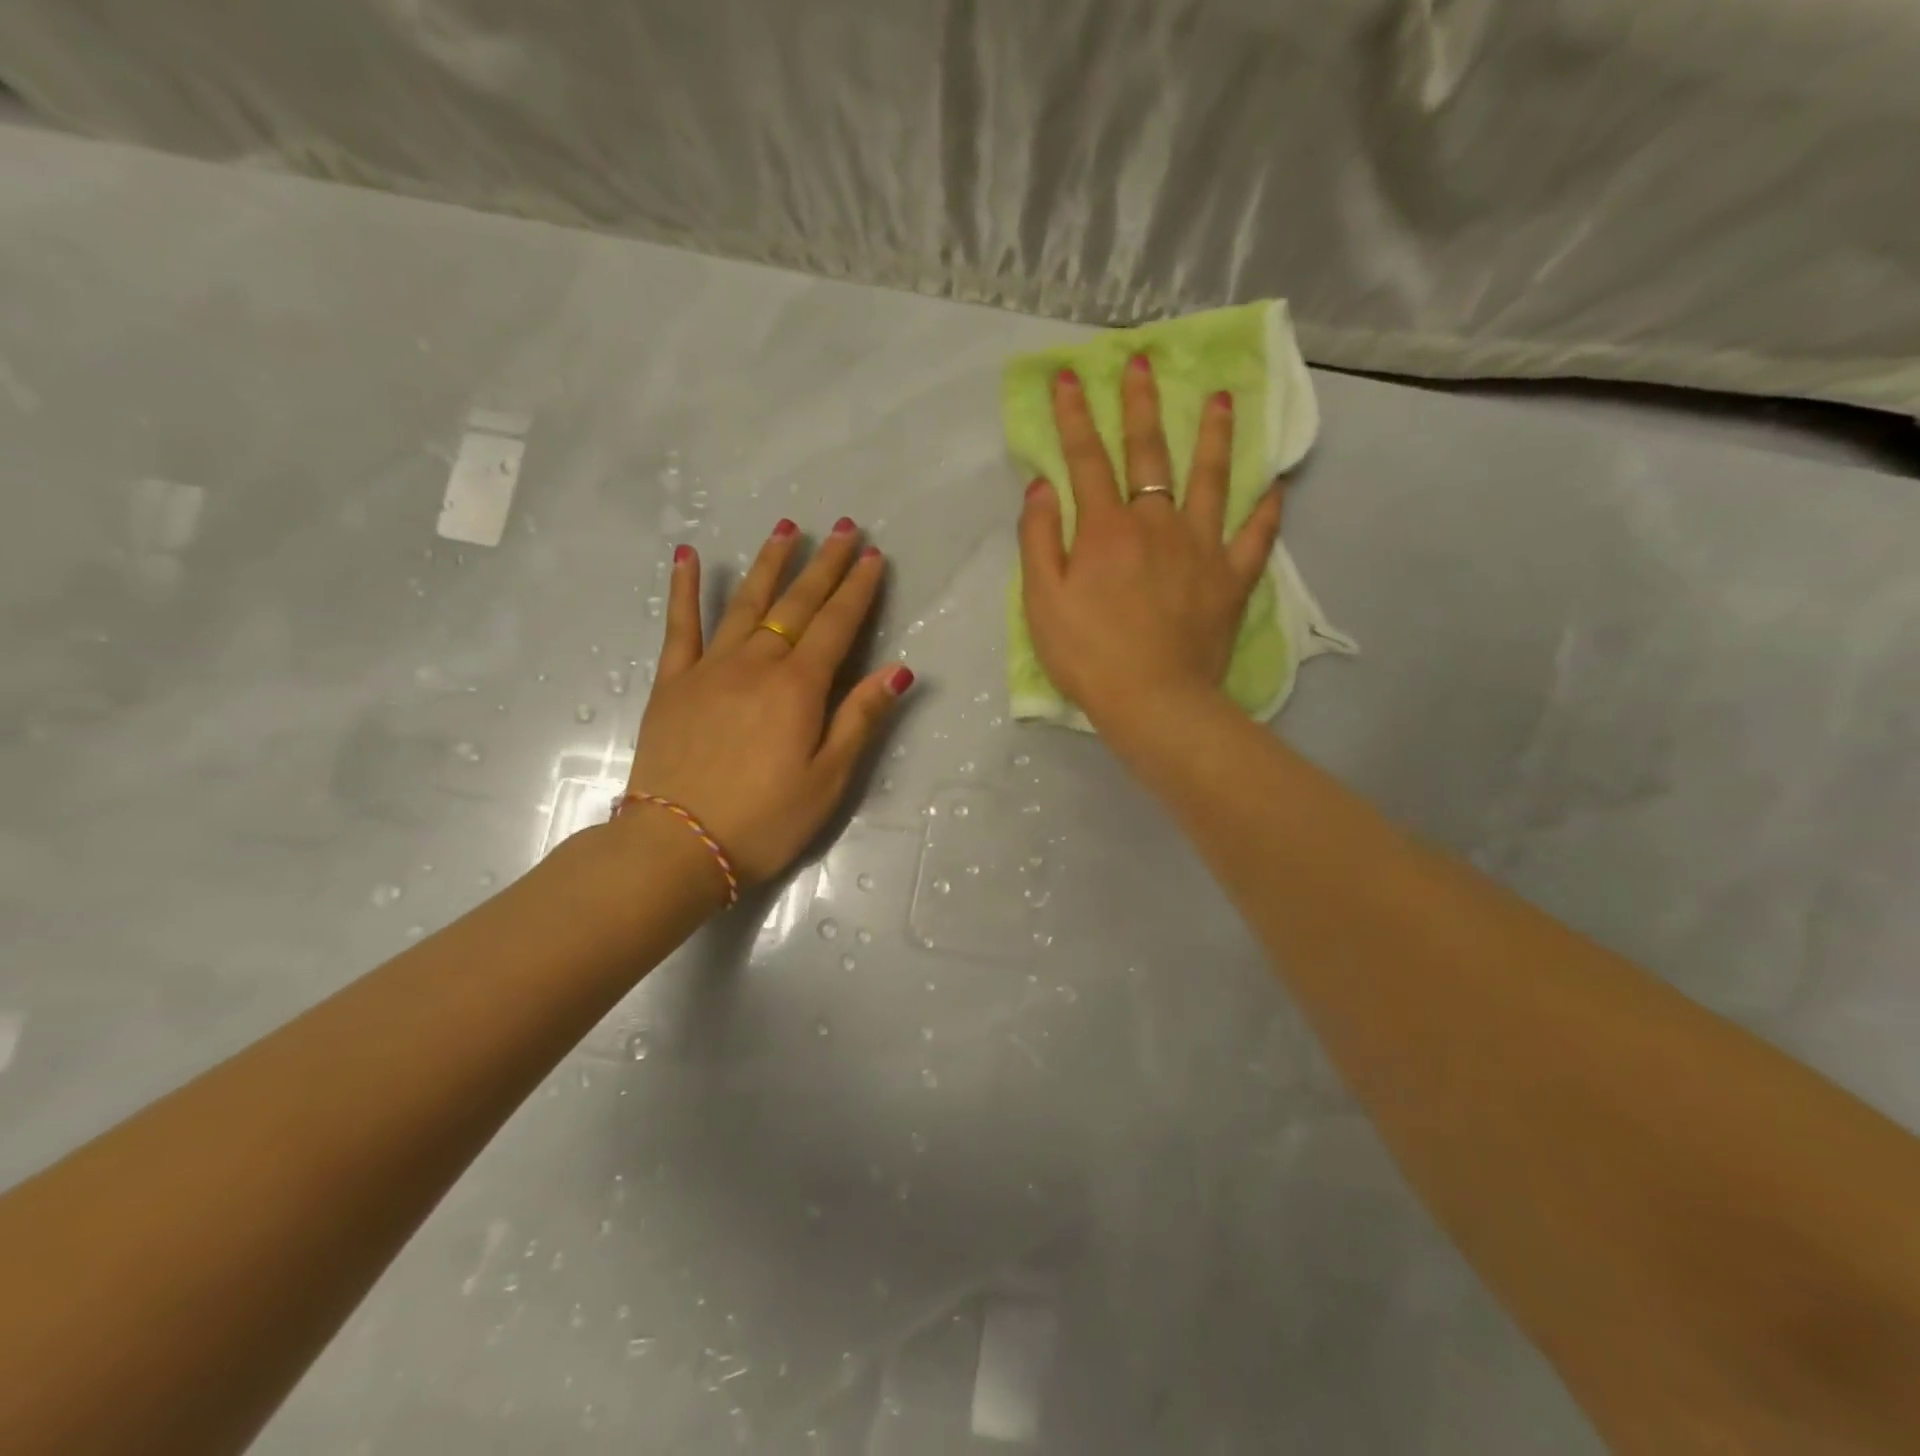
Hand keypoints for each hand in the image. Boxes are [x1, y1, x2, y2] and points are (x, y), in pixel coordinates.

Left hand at [623, 518, 913, 887]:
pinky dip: (684, 589)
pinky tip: (687, 556)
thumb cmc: (765, 819)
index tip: (873, 556)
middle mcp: (756, 664)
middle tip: (844, 528)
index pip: (837, 625)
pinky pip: (679, 626)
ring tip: (788, 528)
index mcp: (798, 687)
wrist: (678, 844)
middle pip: (796, 604)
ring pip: (745, 602)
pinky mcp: (673, 683)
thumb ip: (860, 718)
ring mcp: (709, 668)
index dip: (858, 589)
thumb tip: (898, 669)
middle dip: (824, 564)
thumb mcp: (829, 779)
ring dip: (770, 564)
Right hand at [1018, 357, 1282, 728]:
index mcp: (1106, 529)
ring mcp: (1201, 548)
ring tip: (1223, 398)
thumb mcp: (1042, 600)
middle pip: (1149, 454)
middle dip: (1142, 405)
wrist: (1153, 701)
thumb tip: (1042, 487)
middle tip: (1144, 362)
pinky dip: (1266, 510)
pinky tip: (1275, 486)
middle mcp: (1156, 523)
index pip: (1086, 460)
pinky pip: (1255, 536)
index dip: (1075, 417)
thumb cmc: (1088, 655)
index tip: (1071, 377)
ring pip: (1210, 480)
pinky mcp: (1231, 579)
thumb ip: (1039, 539)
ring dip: (1214, 436)